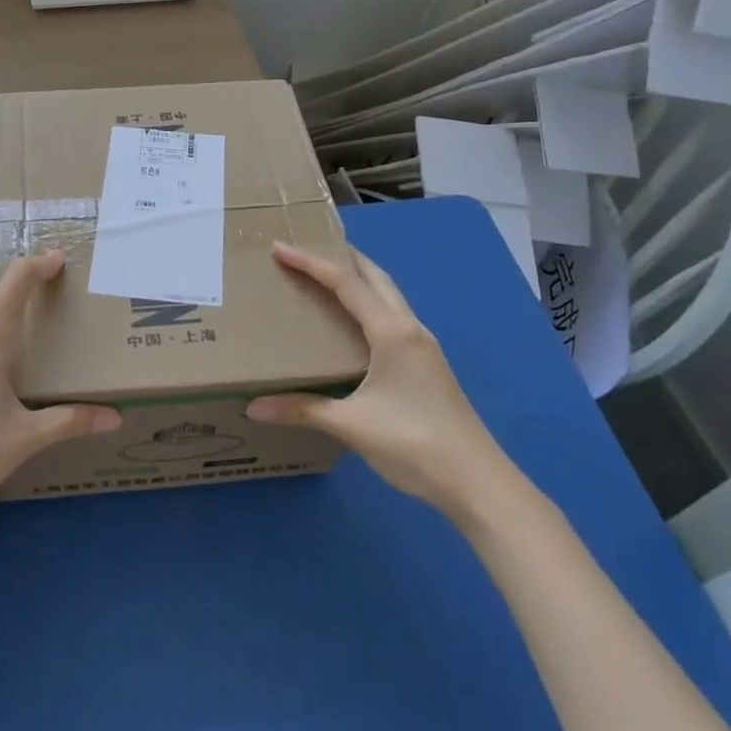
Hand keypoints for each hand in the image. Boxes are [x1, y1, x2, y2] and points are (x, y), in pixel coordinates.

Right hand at [247, 243, 522, 525]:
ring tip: (329, 278)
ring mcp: (424, 347)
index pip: (346, 284)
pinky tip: (356, 325)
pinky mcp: (428, 365)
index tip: (280, 247)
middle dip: (343, 258)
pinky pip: (394, 317)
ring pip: (389, 296)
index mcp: (391, 332)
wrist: (478, 482)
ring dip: (361, 279)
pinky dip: (371, 304)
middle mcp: (410, 329)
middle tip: (309, 249)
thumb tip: (253, 406)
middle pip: (375, 278)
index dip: (311, 263)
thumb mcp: (351, 426)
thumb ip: (302, 411)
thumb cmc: (413, 443)